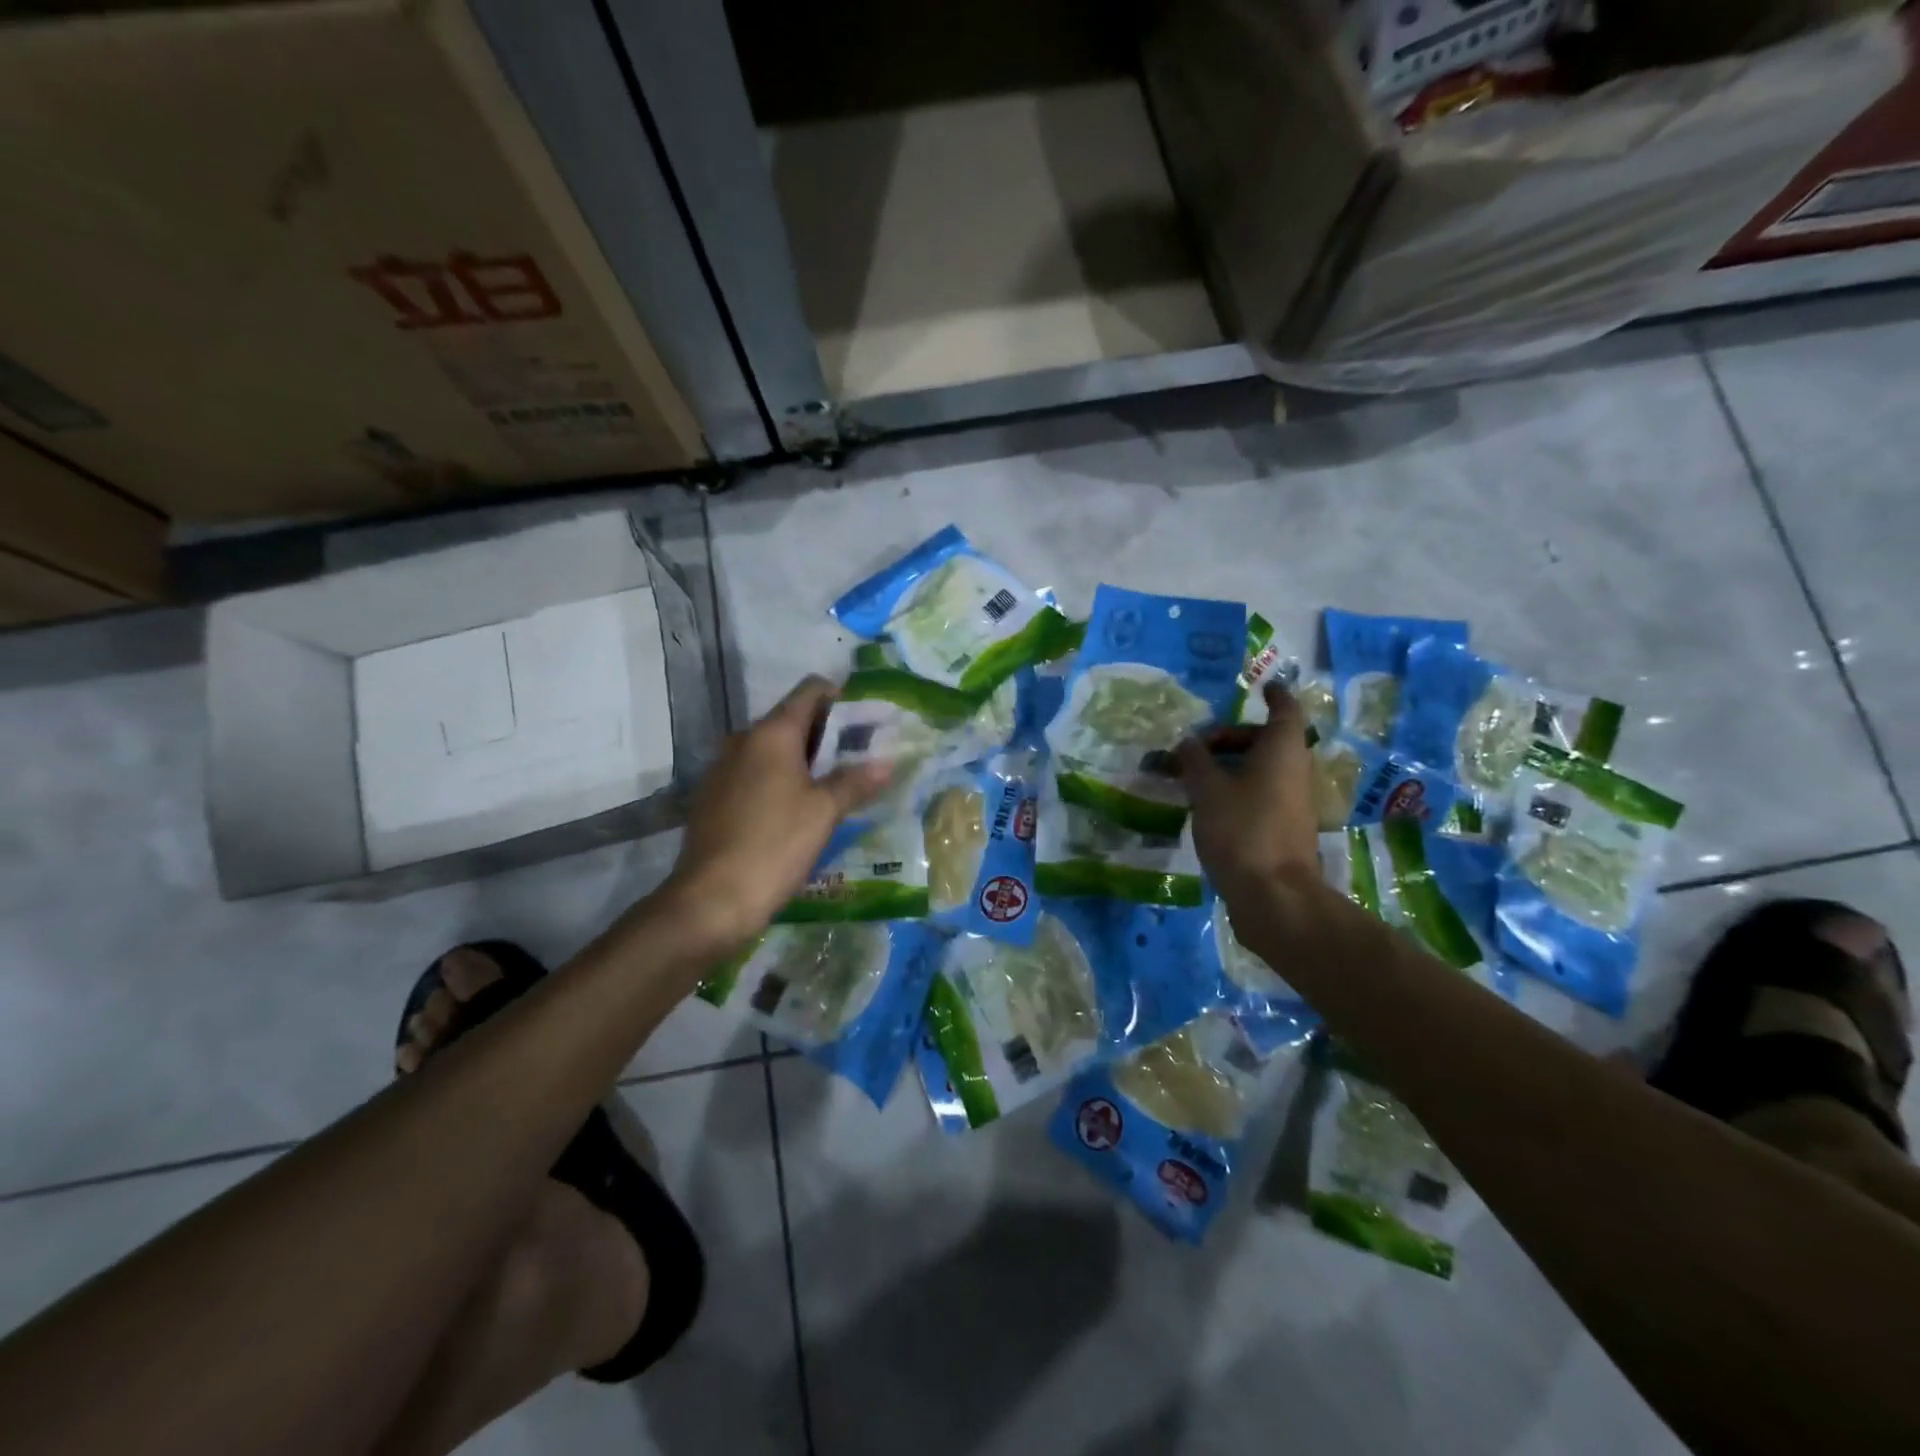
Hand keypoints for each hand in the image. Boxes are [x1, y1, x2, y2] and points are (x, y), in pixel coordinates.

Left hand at [661, 676, 890, 953]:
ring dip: (803, 760)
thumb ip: (855, 781)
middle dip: (827, 734)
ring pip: (772, 750)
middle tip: (860, 757)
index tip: (866, 720)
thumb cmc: (775, 844)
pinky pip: (754, 774)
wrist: (712, 899)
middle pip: (792, 720)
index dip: (840, 698)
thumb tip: (886, 762)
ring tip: (835, 785)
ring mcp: (723, 769)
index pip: (810, 691)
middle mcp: (743, 740)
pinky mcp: (713, 798)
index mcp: (771, 733)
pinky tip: (798, 811)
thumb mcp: (825, 812)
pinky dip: (779, 781)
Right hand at [1177, 683, 1317, 902]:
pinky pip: (1261, 794)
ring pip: (1263, 770)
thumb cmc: (1242, 830)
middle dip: (1231, 738)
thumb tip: (1186, 743)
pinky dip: (1237, 789)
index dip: (1275, 695)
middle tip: (1195, 748)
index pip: (1286, 710)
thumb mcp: (1206, 789)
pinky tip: (1207, 805)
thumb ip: (1194, 760)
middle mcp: (1295, 771)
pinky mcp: (1285, 828)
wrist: (1273, 896)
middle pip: (1266, 741)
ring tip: (1192, 778)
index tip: (1262, 686)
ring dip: (1230, 767)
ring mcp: (1293, 802)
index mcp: (1283, 750)